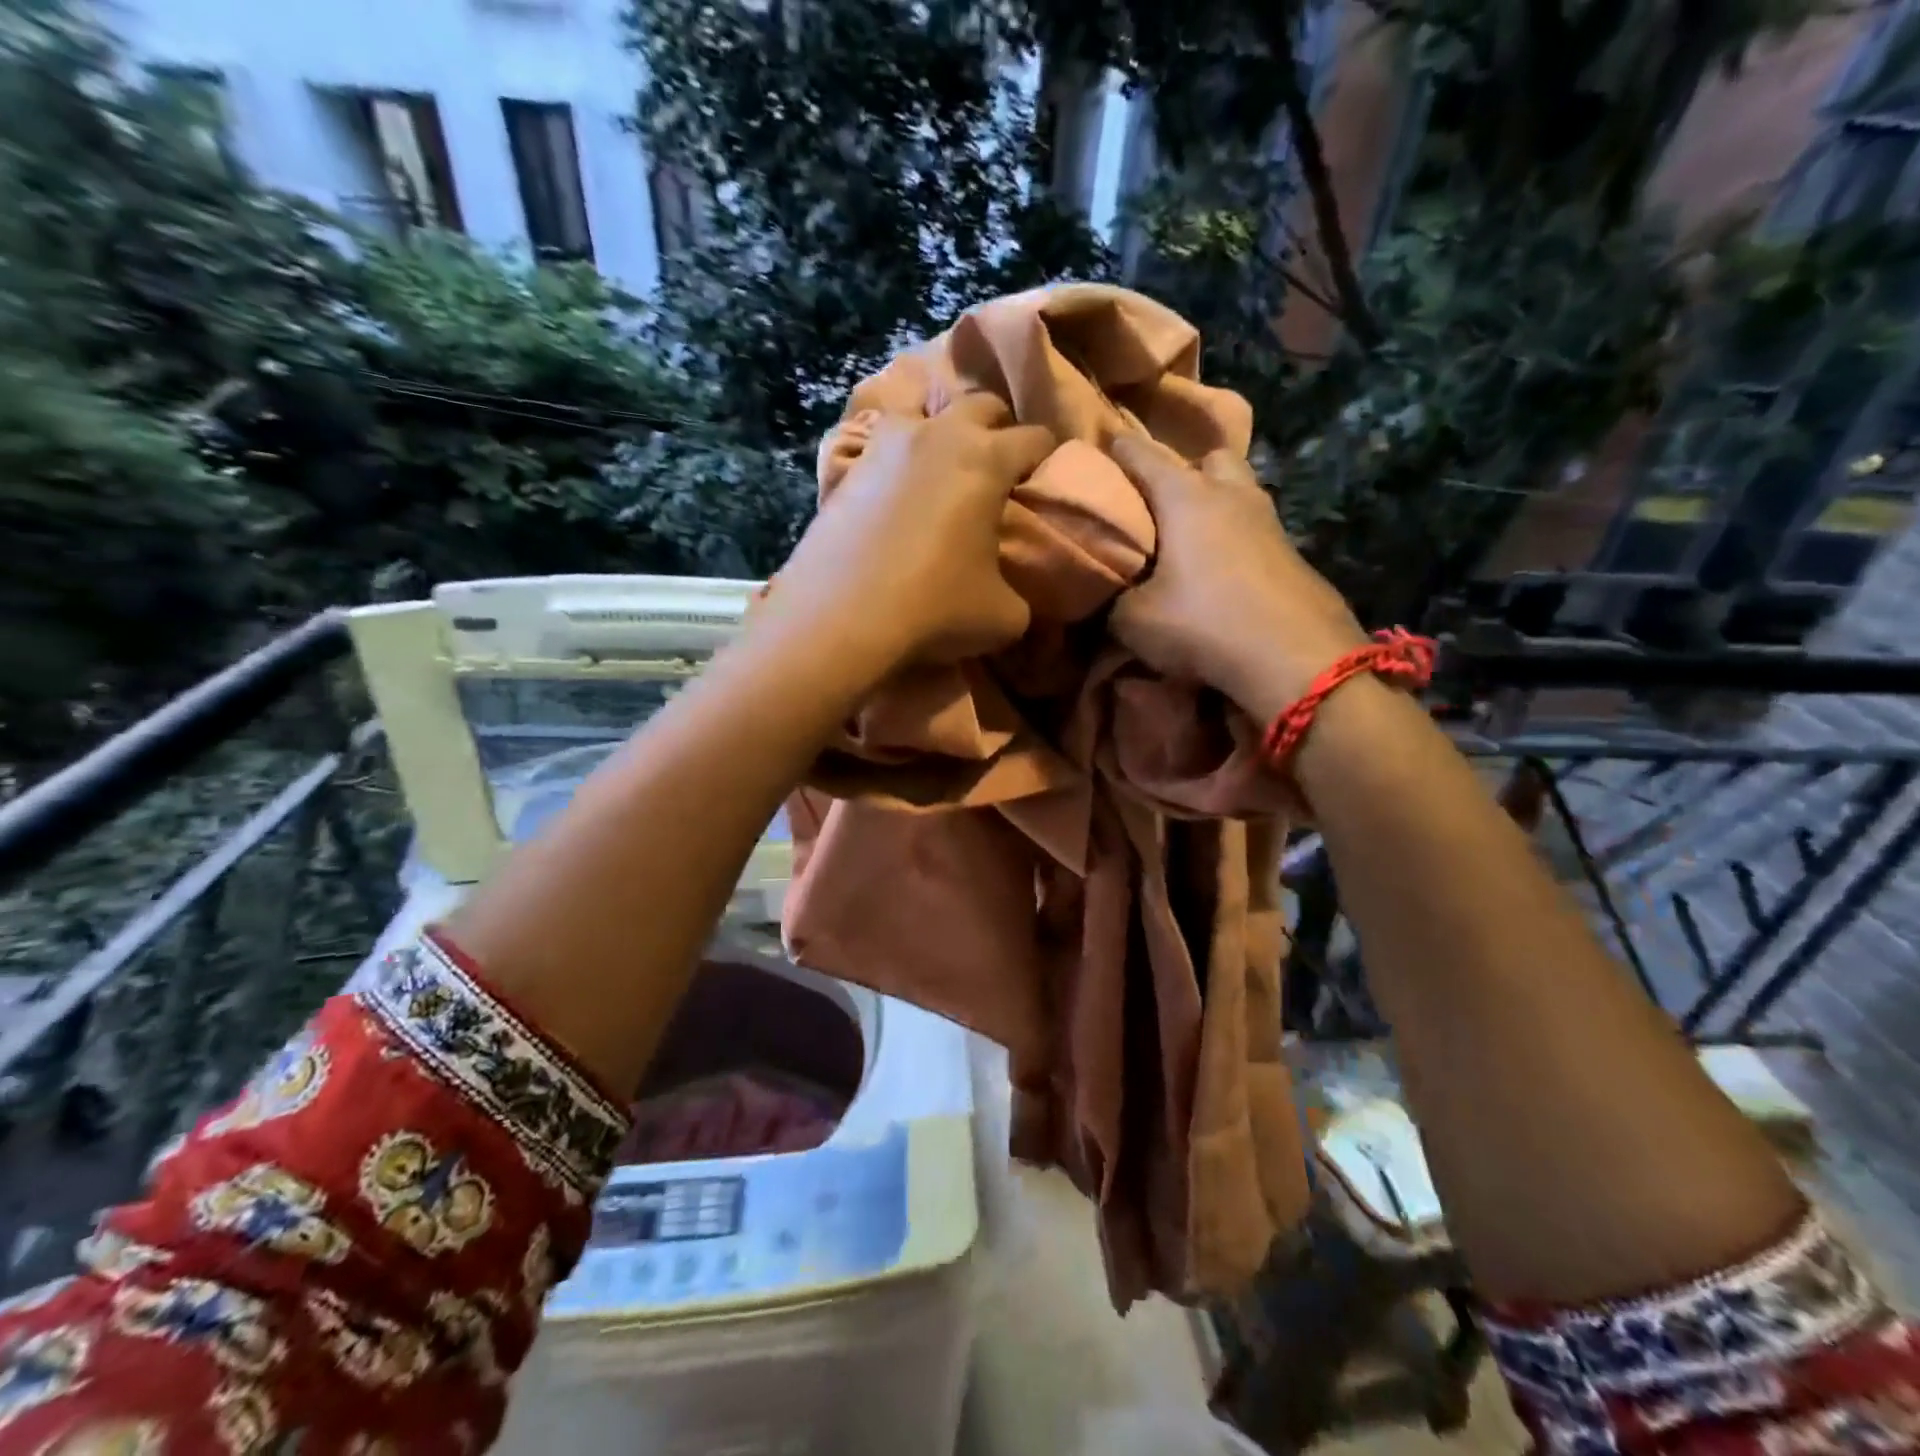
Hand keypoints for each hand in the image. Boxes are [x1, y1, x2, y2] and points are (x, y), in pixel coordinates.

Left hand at [760, 391, 1053, 675]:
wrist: (842, 617)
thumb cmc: (935, 608)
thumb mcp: (1004, 616)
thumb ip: (1021, 595)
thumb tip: (1014, 593)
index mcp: (988, 459)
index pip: (1035, 437)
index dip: (1047, 456)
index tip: (1045, 476)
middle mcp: (940, 435)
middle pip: (981, 404)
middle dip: (998, 428)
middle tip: (999, 464)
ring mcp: (888, 444)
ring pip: (923, 408)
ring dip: (941, 427)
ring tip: (942, 461)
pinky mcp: (850, 467)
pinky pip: (881, 442)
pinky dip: (897, 454)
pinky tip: (897, 484)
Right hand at [1109, 434, 1364, 719]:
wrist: (1294, 658)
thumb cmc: (1203, 623)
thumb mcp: (1134, 621)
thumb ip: (1114, 600)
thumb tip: (1112, 596)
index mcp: (1186, 497)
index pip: (1143, 455)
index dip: (1118, 450)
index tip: (1102, 448)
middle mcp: (1231, 495)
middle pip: (1208, 459)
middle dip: (1184, 471)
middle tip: (1160, 504)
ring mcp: (1269, 522)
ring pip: (1239, 491)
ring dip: (1215, 504)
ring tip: (1190, 539)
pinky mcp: (1291, 553)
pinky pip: (1254, 529)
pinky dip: (1235, 538)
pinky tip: (1221, 571)